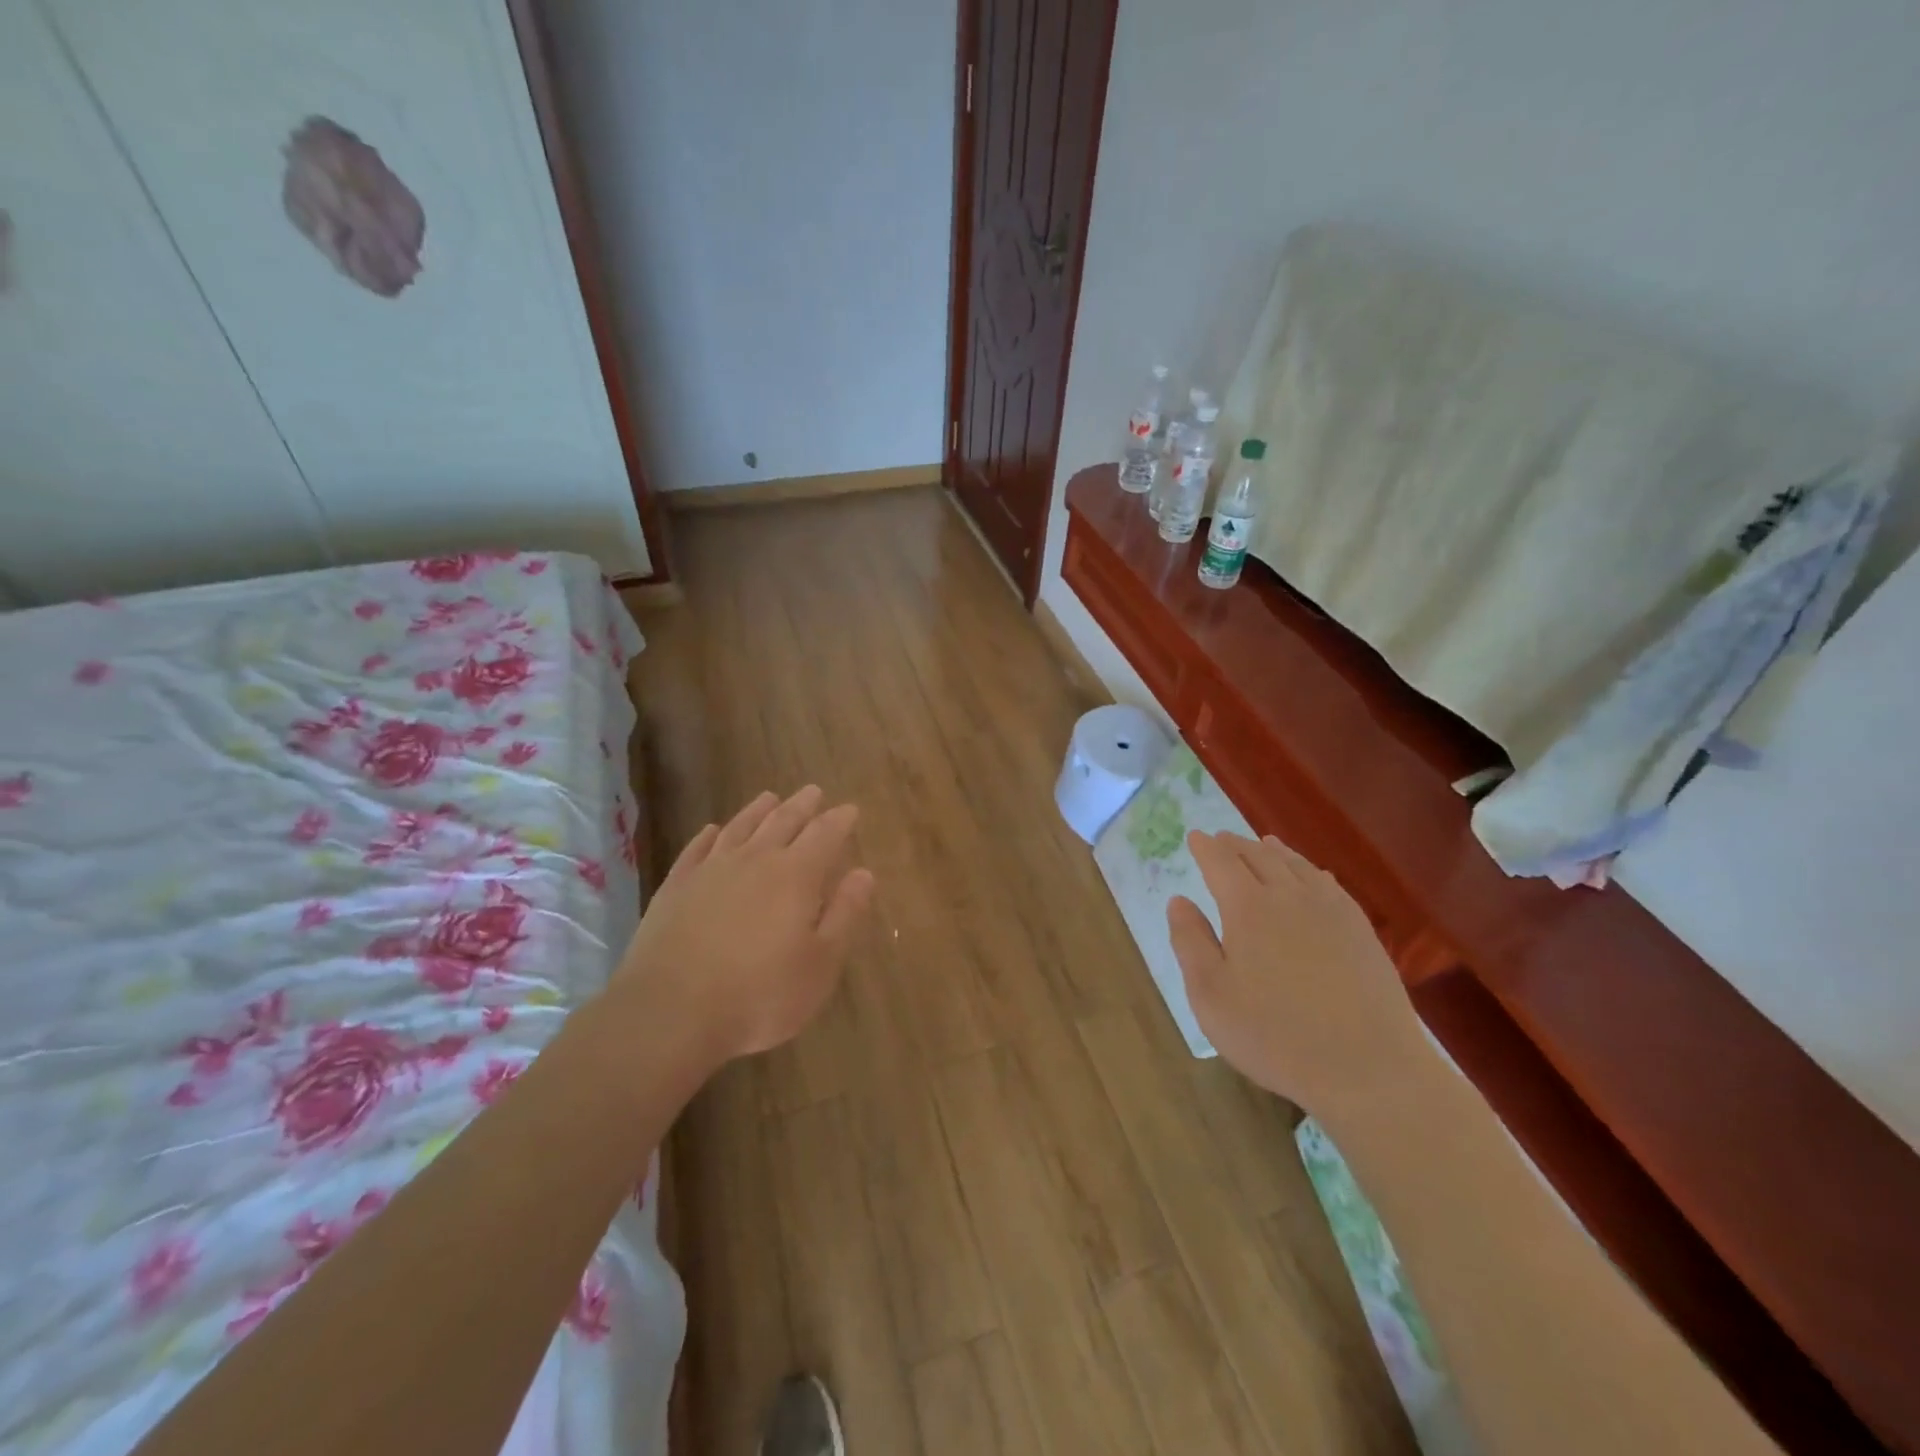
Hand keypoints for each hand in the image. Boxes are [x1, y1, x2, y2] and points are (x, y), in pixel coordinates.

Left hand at [611, 787, 874, 1068]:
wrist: (671, 1013)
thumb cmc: (760, 995)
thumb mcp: (821, 964)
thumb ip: (845, 914)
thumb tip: (864, 873)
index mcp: (796, 876)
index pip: (824, 835)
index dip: (840, 820)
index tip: (850, 808)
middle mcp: (754, 860)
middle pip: (783, 822)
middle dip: (802, 806)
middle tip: (814, 792)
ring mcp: (710, 871)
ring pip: (740, 827)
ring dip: (758, 810)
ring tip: (770, 797)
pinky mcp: (675, 888)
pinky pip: (697, 849)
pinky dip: (710, 835)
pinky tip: (713, 830)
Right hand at [1167, 831, 1426, 1119]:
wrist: (1368, 1068)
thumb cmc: (1274, 1035)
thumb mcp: (1210, 995)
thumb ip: (1190, 942)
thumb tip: (1179, 901)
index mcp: (1247, 907)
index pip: (1221, 863)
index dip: (1206, 848)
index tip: (1195, 837)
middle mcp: (1289, 896)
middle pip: (1259, 857)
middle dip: (1236, 845)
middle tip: (1222, 839)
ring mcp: (1331, 911)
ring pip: (1297, 866)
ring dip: (1274, 851)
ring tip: (1263, 844)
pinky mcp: (1361, 931)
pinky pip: (1330, 885)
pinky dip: (1311, 871)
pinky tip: (1314, 876)